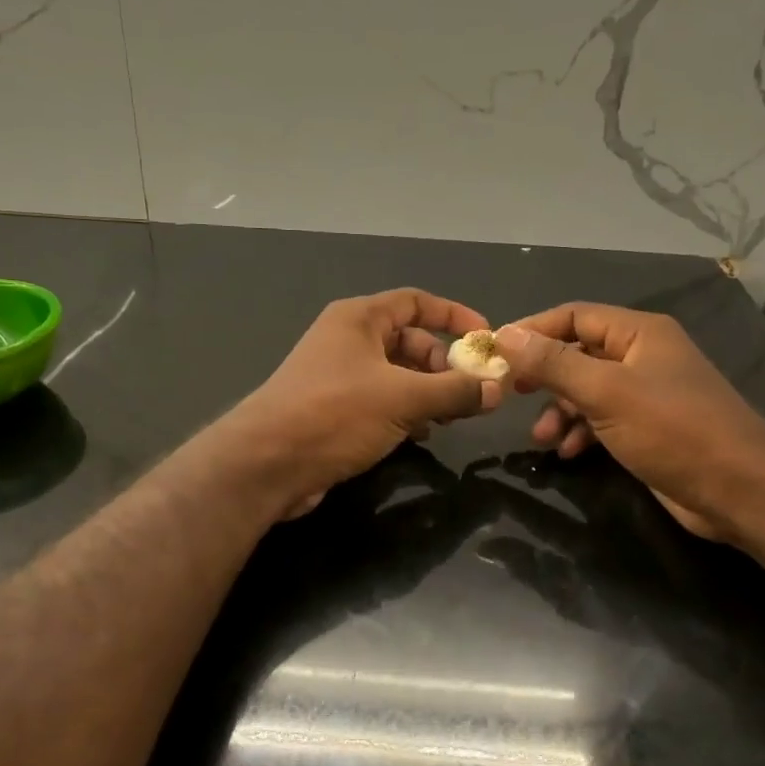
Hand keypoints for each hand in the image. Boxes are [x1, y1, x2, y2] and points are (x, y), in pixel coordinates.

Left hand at [222, 289, 503, 516]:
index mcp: (359, 319)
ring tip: (451, 418)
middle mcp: (348, 340)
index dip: (454, 315)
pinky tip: (420, 435)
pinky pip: (381, 401)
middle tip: (471, 393)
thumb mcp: (403, 398)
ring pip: (397, 374)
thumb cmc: (335, 414)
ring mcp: (338, 376)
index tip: (485, 340)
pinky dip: (405, 412)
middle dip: (443, 364)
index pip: (416, 301)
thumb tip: (498, 389)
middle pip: (410, 340)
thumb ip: (454, 391)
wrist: (266, 464)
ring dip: (428, 392)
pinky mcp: (333, 410)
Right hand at [494, 303, 764, 540]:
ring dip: (560, 411)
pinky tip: (568, 452)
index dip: (533, 330)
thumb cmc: (672, 430)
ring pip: (588, 390)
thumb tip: (504, 334)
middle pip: (578, 353)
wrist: (739, 489)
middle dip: (545, 376)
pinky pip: (603, 419)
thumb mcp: (605, 392)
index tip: (496, 352)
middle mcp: (643, 355)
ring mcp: (648, 393)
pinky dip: (581, 431)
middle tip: (512, 394)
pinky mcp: (650, 427)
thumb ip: (553, 363)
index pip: (573, 315)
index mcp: (638, 333)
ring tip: (542, 439)